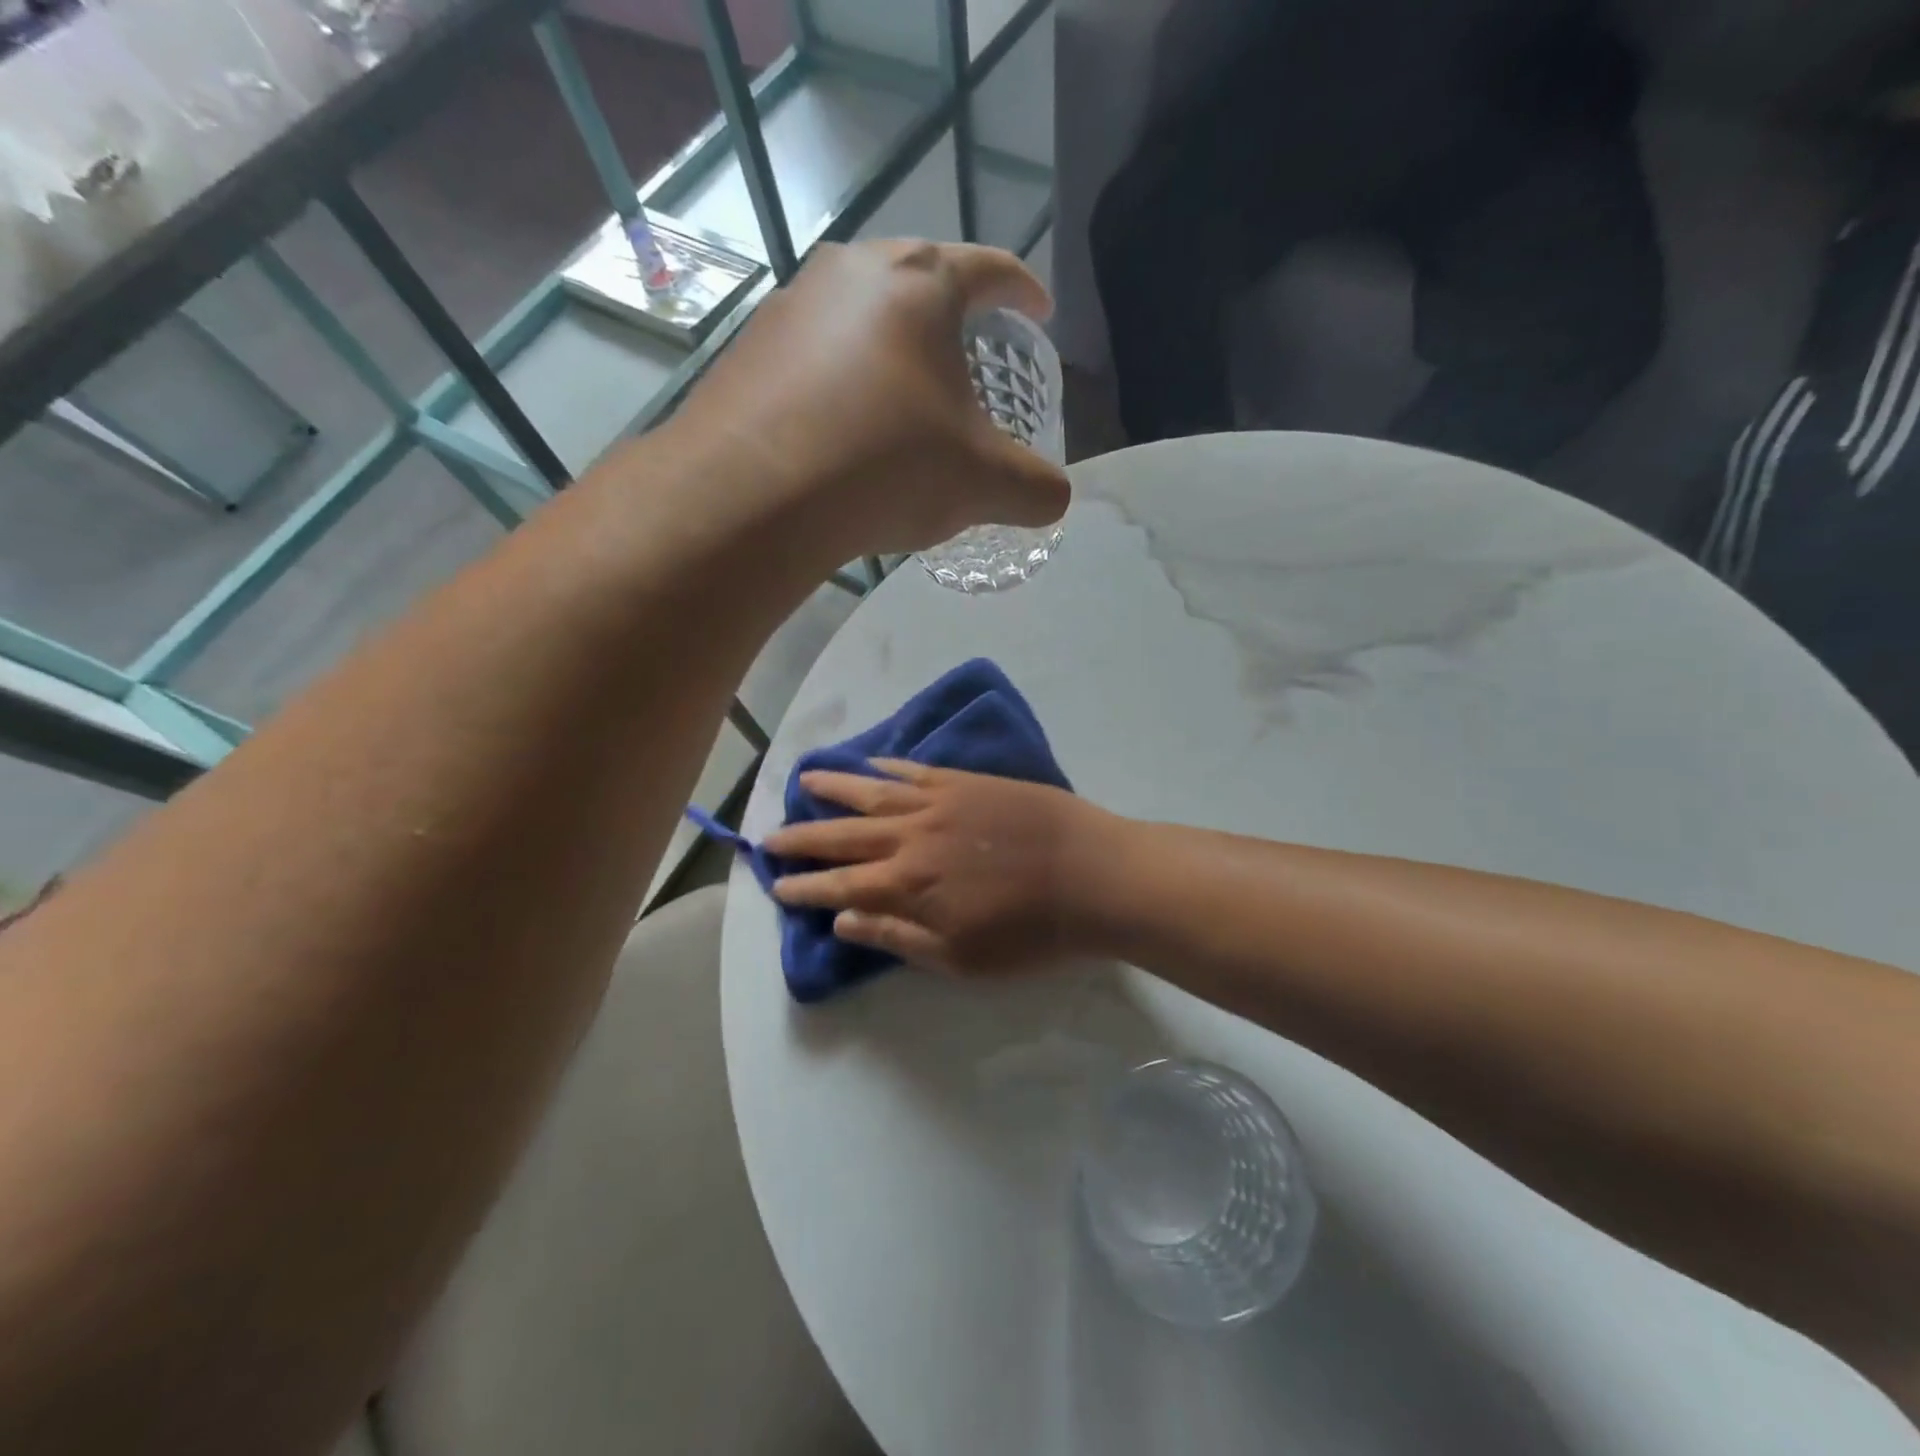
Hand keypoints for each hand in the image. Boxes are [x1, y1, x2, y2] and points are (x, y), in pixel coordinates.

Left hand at [666, 240, 1069, 559]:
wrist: (753, 497)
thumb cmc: (887, 467)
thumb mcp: (984, 484)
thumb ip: (1035, 488)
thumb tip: (1055, 498)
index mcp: (921, 283)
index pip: (992, 270)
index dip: (1024, 293)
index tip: (1038, 313)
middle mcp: (852, 272)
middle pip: (921, 287)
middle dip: (952, 327)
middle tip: (969, 371)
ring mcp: (791, 307)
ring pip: (862, 323)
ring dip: (891, 359)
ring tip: (903, 412)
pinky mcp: (748, 351)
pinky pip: (815, 359)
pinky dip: (841, 388)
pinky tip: (842, 436)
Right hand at [766, 760, 1113, 975]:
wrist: (1091, 876)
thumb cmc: (1031, 933)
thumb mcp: (961, 958)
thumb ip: (897, 936)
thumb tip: (843, 921)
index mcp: (907, 885)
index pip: (839, 884)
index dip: (804, 887)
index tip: (776, 884)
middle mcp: (911, 837)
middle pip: (843, 835)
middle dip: (802, 837)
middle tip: (769, 835)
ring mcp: (938, 803)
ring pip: (871, 793)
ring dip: (833, 788)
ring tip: (802, 781)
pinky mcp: (966, 782)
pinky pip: (914, 771)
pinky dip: (885, 768)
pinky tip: (870, 764)